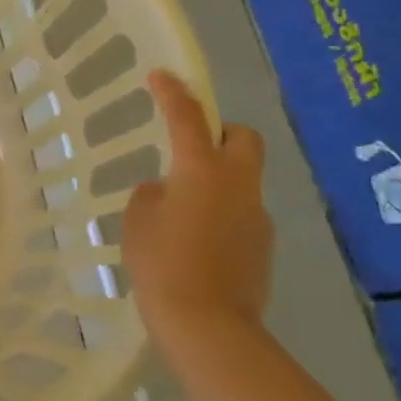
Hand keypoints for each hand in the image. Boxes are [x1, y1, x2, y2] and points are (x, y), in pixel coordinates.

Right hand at [120, 69, 273, 340]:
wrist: (208, 324)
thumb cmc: (162, 264)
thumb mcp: (138, 222)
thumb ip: (151, 195)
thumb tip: (167, 192)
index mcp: (201, 171)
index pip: (187, 118)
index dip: (173, 93)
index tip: (161, 75)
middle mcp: (237, 184)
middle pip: (243, 138)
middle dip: (221, 132)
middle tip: (192, 146)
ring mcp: (256, 215)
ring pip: (243, 178)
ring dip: (218, 179)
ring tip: (184, 210)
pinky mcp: (263, 244)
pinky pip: (242, 212)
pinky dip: (222, 213)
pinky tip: (198, 242)